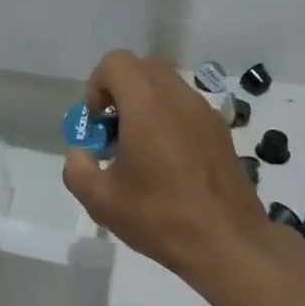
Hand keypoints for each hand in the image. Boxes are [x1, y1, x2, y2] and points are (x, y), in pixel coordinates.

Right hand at [61, 51, 277, 283]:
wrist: (227, 243)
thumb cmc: (159, 217)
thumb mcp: (100, 200)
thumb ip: (77, 167)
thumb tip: (81, 152)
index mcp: (147, 105)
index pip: (116, 62)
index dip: (97, 85)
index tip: (98, 124)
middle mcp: (177, 97)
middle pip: (142, 67)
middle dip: (120, 91)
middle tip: (114, 131)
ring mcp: (204, 111)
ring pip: (166, 85)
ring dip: (145, 103)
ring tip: (140, 148)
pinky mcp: (220, 129)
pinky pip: (186, 106)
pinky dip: (168, 118)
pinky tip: (167, 162)